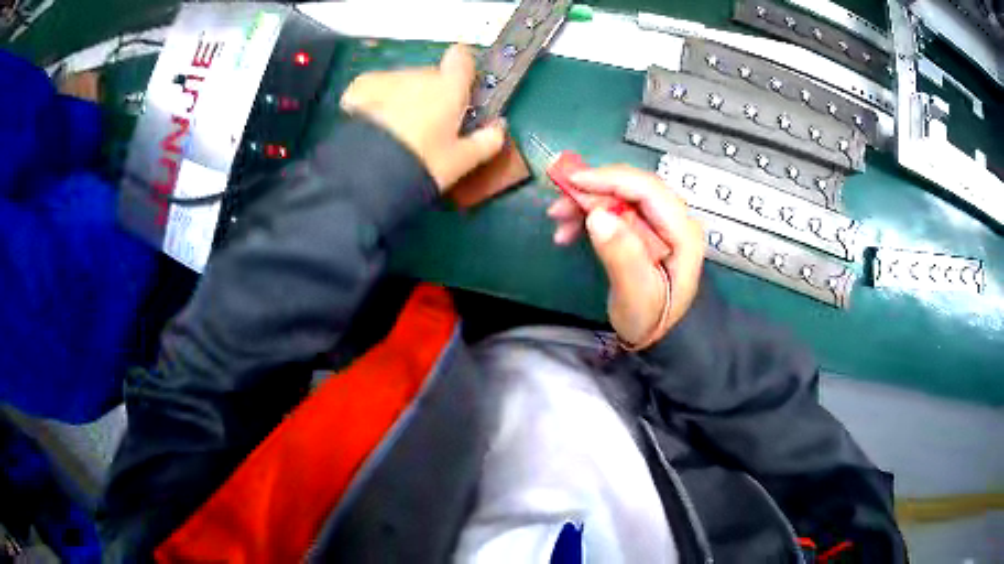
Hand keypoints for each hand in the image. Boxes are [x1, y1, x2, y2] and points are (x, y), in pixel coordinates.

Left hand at [340, 44, 506, 190]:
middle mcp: (419, 75)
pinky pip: (375, 87)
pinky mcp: (360, 88)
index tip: (461, 85)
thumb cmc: (422, 165)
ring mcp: (388, 79)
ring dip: (403, 96)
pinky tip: (370, 120)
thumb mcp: (460, 162)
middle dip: (431, 93)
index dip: (462, 67)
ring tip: (395, 130)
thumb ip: (486, 142)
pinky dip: (375, 98)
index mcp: (448, 88)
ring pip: (402, 81)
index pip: (461, 58)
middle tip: (427, 126)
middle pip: (430, 75)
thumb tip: (499, 128)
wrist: (369, 175)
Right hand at [547, 166, 704, 347]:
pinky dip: (590, 213)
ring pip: (621, 195)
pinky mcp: (645, 228)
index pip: (648, 190)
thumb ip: (622, 256)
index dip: (610, 179)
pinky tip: (569, 230)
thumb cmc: (649, 318)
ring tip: (559, 220)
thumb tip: (598, 215)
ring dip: (587, 202)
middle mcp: (675, 220)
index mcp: (683, 232)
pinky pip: (616, 208)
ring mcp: (660, 222)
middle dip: (593, 190)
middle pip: (633, 187)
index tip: (573, 182)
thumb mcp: (635, 295)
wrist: (655, 335)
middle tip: (559, 205)